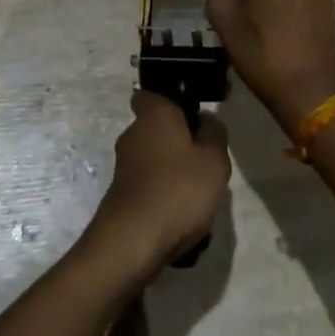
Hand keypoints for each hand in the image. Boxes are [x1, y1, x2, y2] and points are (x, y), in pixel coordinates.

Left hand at [87, 90, 230, 277]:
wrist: (133, 242)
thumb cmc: (178, 189)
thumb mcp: (214, 160)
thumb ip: (215, 134)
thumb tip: (207, 119)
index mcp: (154, 114)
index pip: (151, 93)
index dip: (170, 100)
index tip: (191, 114)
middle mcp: (133, 133)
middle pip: (155, 127)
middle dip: (176, 140)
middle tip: (203, 159)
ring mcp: (123, 166)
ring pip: (152, 158)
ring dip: (170, 170)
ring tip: (196, 194)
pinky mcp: (120, 195)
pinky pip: (147, 185)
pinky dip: (161, 195)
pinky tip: (179, 217)